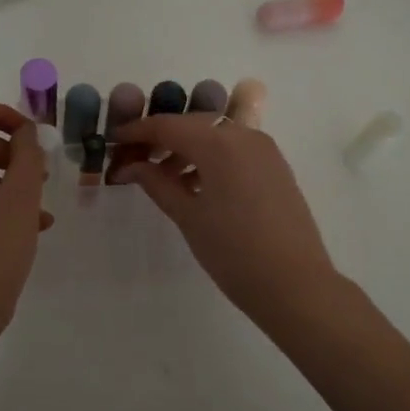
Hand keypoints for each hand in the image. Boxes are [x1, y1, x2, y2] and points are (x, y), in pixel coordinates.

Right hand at [109, 114, 341, 330]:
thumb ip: (157, 183)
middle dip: (161, 139)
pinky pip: (235, 151)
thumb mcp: (188, 216)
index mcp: (220, 144)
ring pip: (215, 137)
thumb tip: (130, 166)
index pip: (168, 126)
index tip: (114, 140)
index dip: (137, 130)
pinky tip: (194, 185)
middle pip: (193, 126)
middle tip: (134, 160)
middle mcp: (245, 136)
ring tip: (162, 178)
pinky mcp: (276, 167)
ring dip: (186, 150)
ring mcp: (265, 150)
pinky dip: (211, 159)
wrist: (295, 284)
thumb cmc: (234, 252)